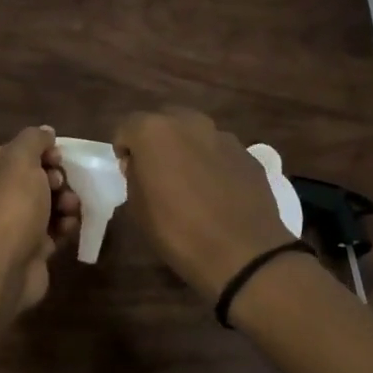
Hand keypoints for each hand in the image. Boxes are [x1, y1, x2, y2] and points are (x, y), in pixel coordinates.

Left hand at [0, 126, 79, 311]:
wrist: (3, 265)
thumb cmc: (12, 204)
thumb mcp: (21, 158)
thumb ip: (34, 139)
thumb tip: (46, 132)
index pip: (22, 151)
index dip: (44, 152)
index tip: (57, 159)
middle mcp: (0, 194)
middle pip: (38, 177)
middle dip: (58, 179)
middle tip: (61, 186)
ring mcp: (14, 222)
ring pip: (49, 203)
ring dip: (66, 202)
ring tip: (70, 209)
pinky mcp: (30, 247)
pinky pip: (54, 229)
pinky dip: (64, 226)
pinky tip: (68, 228)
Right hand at [114, 109, 294, 301]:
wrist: (243, 253)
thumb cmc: (179, 232)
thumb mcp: (138, 209)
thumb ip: (134, 176)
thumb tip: (140, 164)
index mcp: (155, 132)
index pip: (128, 126)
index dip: (124, 147)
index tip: (128, 170)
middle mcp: (190, 123)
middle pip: (165, 120)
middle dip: (157, 140)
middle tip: (157, 170)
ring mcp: (223, 136)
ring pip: (196, 133)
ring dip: (188, 149)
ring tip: (191, 182)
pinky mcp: (248, 154)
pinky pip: (220, 151)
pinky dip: (213, 163)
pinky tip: (217, 192)